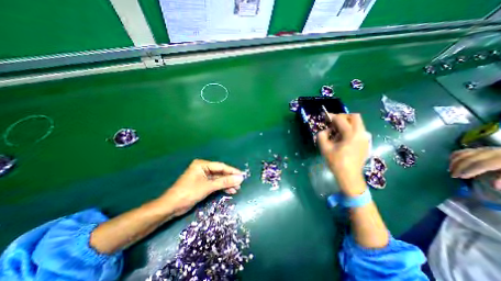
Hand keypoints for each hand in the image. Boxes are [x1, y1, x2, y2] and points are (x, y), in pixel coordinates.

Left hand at [156, 160, 242, 215]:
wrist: (171, 207)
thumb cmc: (189, 193)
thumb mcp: (208, 187)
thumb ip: (224, 182)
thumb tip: (240, 178)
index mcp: (202, 164)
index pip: (221, 166)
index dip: (232, 171)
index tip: (242, 175)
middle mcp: (203, 168)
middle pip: (220, 173)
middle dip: (230, 179)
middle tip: (240, 183)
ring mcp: (203, 176)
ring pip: (218, 179)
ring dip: (227, 184)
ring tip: (236, 189)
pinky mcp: (202, 184)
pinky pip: (214, 184)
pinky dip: (221, 187)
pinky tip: (229, 191)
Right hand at [319, 114, 368, 181]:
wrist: (349, 175)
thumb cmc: (336, 162)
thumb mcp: (324, 148)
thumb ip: (322, 136)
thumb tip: (326, 130)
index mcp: (350, 135)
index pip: (341, 119)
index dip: (332, 116)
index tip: (325, 116)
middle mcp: (361, 134)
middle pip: (355, 117)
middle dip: (343, 117)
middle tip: (334, 122)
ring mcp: (365, 138)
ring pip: (358, 123)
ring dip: (347, 123)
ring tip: (337, 132)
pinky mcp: (366, 143)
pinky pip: (359, 131)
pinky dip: (351, 130)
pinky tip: (343, 139)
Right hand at [453, 147, 500, 188]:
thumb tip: (494, 186)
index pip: (482, 164)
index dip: (470, 170)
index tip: (461, 177)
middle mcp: (492, 152)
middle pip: (470, 158)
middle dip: (459, 167)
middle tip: (453, 175)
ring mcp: (486, 149)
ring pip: (464, 154)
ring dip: (454, 162)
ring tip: (450, 170)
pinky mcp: (481, 149)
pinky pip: (463, 151)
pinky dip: (455, 156)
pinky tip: (451, 162)